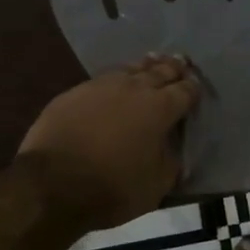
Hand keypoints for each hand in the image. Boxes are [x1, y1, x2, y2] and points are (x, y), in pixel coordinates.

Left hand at [19, 56, 200, 233]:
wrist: (52, 183)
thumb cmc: (112, 187)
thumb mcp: (157, 185)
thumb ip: (172, 161)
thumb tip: (175, 149)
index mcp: (160, 108)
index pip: (185, 90)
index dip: (194, 89)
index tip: (197, 89)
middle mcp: (134, 87)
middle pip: (161, 71)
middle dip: (174, 68)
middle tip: (182, 63)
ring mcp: (102, 85)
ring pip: (132, 68)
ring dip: (147, 66)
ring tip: (154, 62)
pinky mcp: (76, 91)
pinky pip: (106, 77)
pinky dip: (119, 77)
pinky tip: (118, 81)